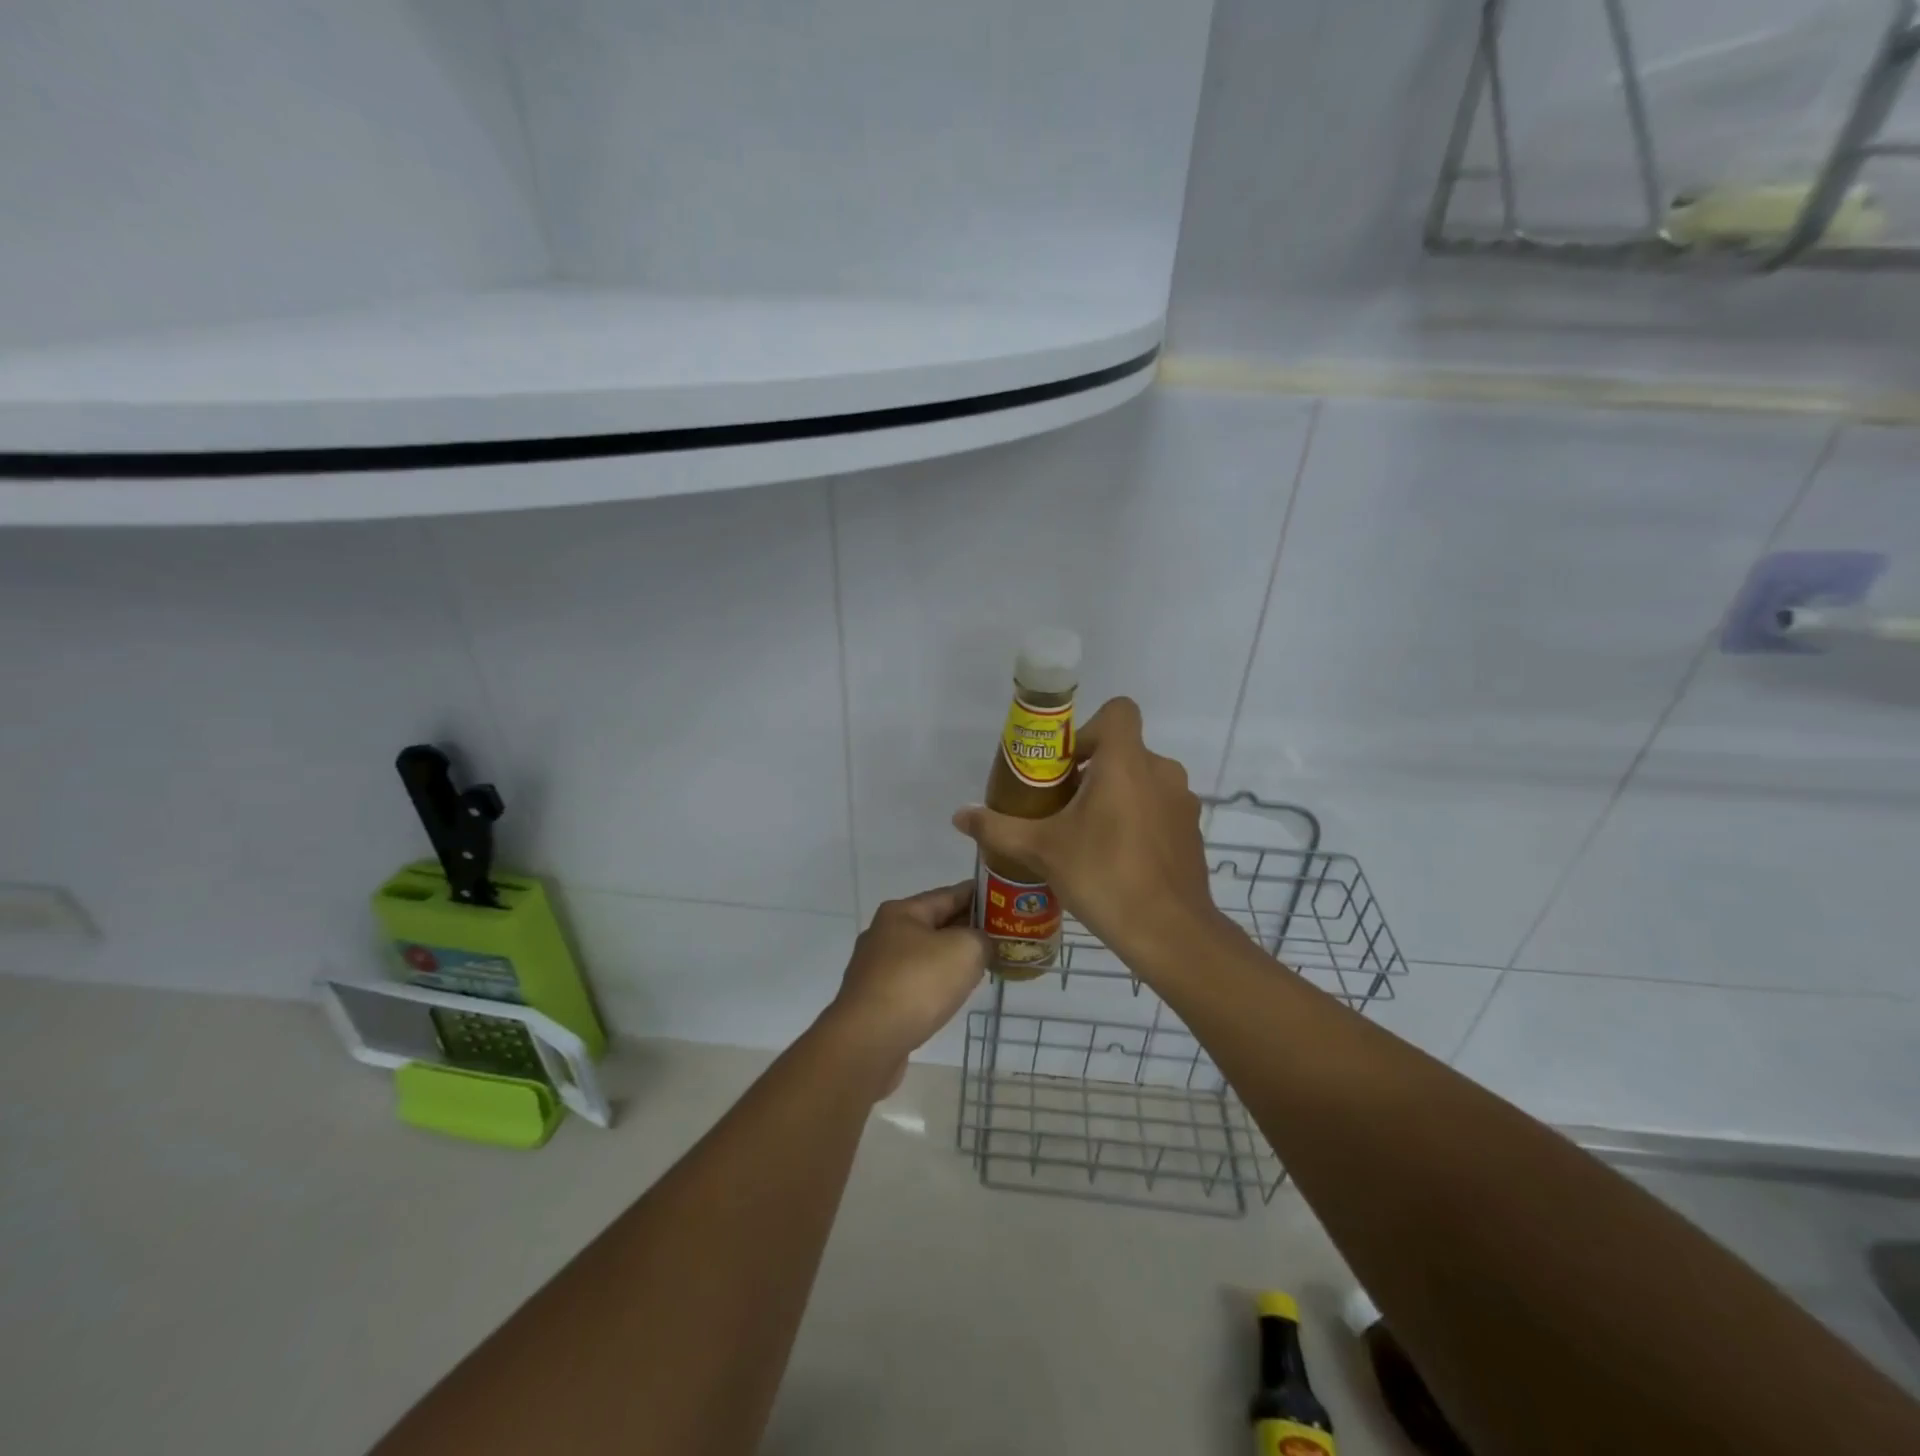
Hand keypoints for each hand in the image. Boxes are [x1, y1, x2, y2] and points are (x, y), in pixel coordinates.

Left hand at [822, 881, 987, 1092]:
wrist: (867, 1043)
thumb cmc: (917, 984)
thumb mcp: (965, 949)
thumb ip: (982, 939)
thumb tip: (981, 945)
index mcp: (902, 912)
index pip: (950, 894)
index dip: (980, 895)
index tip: (1006, 900)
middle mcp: (884, 934)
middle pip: (936, 924)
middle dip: (968, 929)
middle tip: (1002, 936)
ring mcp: (877, 969)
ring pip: (925, 956)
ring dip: (952, 959)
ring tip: (983, 966)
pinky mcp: (876, 1001)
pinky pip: (915, 983)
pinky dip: (936, 984)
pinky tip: (953, 995)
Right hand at [951, 697, 1219, 964]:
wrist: (1169, 932)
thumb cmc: (1103, 875)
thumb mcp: (1041, 850)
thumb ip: (999, 827)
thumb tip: (960, 815)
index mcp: (1126, 762)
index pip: (1118, 711)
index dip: (1088, 729)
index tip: (1066, 765)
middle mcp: (1161, 772)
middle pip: (1124, 750)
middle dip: (1092, 771)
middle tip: (1062, 808)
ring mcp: (1181, 803)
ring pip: (1142, 781)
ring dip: (1115, 797)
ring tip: (1087, 837)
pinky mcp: (1191, 832)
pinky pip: (1158, 809)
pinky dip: (1138, 821)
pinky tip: (1117, 860)